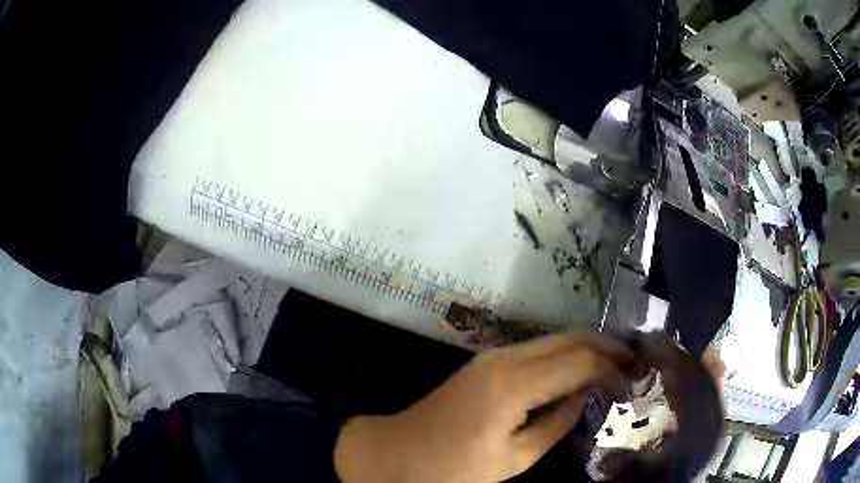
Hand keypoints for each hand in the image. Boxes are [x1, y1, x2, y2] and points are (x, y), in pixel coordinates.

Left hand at [334, 332, 636, 482]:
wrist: (397, 453)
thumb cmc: (453, 468)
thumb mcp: (515, 458)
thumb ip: (557, 422)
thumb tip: (587, 394)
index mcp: (513, 385)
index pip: (580, 361)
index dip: (613, 368)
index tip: (634, 382)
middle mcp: (506, 357)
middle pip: (571, 338)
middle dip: (608, 347)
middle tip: (635, 364)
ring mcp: (493, 355)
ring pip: (556, 339)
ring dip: (590, 348)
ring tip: (617, 366)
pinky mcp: (487, 362)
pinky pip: (538, 350)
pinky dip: (567, 355)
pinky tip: (582, 370)